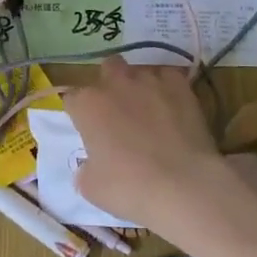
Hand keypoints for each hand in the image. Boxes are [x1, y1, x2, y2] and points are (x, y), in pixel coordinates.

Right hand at [64, 60, 240, 233]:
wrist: (183, 185)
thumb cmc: (129, 188)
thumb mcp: (91, 187)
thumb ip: (85, 168)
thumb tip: (90, 165)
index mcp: (87, 105)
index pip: (72, 98)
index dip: (79, 113)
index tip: (87, 130)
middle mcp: (115, 84)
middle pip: (107, 68)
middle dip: (110, 83)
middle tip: (118, 111)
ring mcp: (150, 81)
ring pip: (139, 70)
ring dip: (139, 85)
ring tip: (149, 110)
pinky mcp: (180, 86)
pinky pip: (168, 76)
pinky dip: (167, 87)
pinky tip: (172, 107)